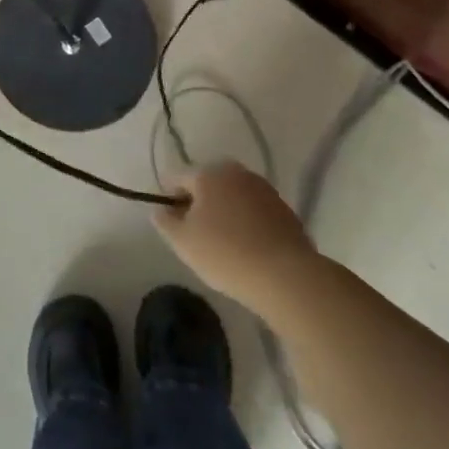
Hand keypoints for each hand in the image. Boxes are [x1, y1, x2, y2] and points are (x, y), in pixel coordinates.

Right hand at [153, 163, 318, 313]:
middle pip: (207, 184)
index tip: (171, 223)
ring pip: (232, 196)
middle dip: (198, 203)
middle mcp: (236, 172)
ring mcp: (263, 189)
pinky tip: (247, 247)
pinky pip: (254, 210)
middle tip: (196, 234)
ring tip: (223, 242)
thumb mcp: (183, 242)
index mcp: (208, 173)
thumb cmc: (226, 254)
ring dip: (224, 211)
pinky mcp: (285, 209)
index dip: (168, 198)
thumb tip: (160, 210)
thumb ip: (165, 222)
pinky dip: (246, 222)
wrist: (287, 277)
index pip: (177, 178)